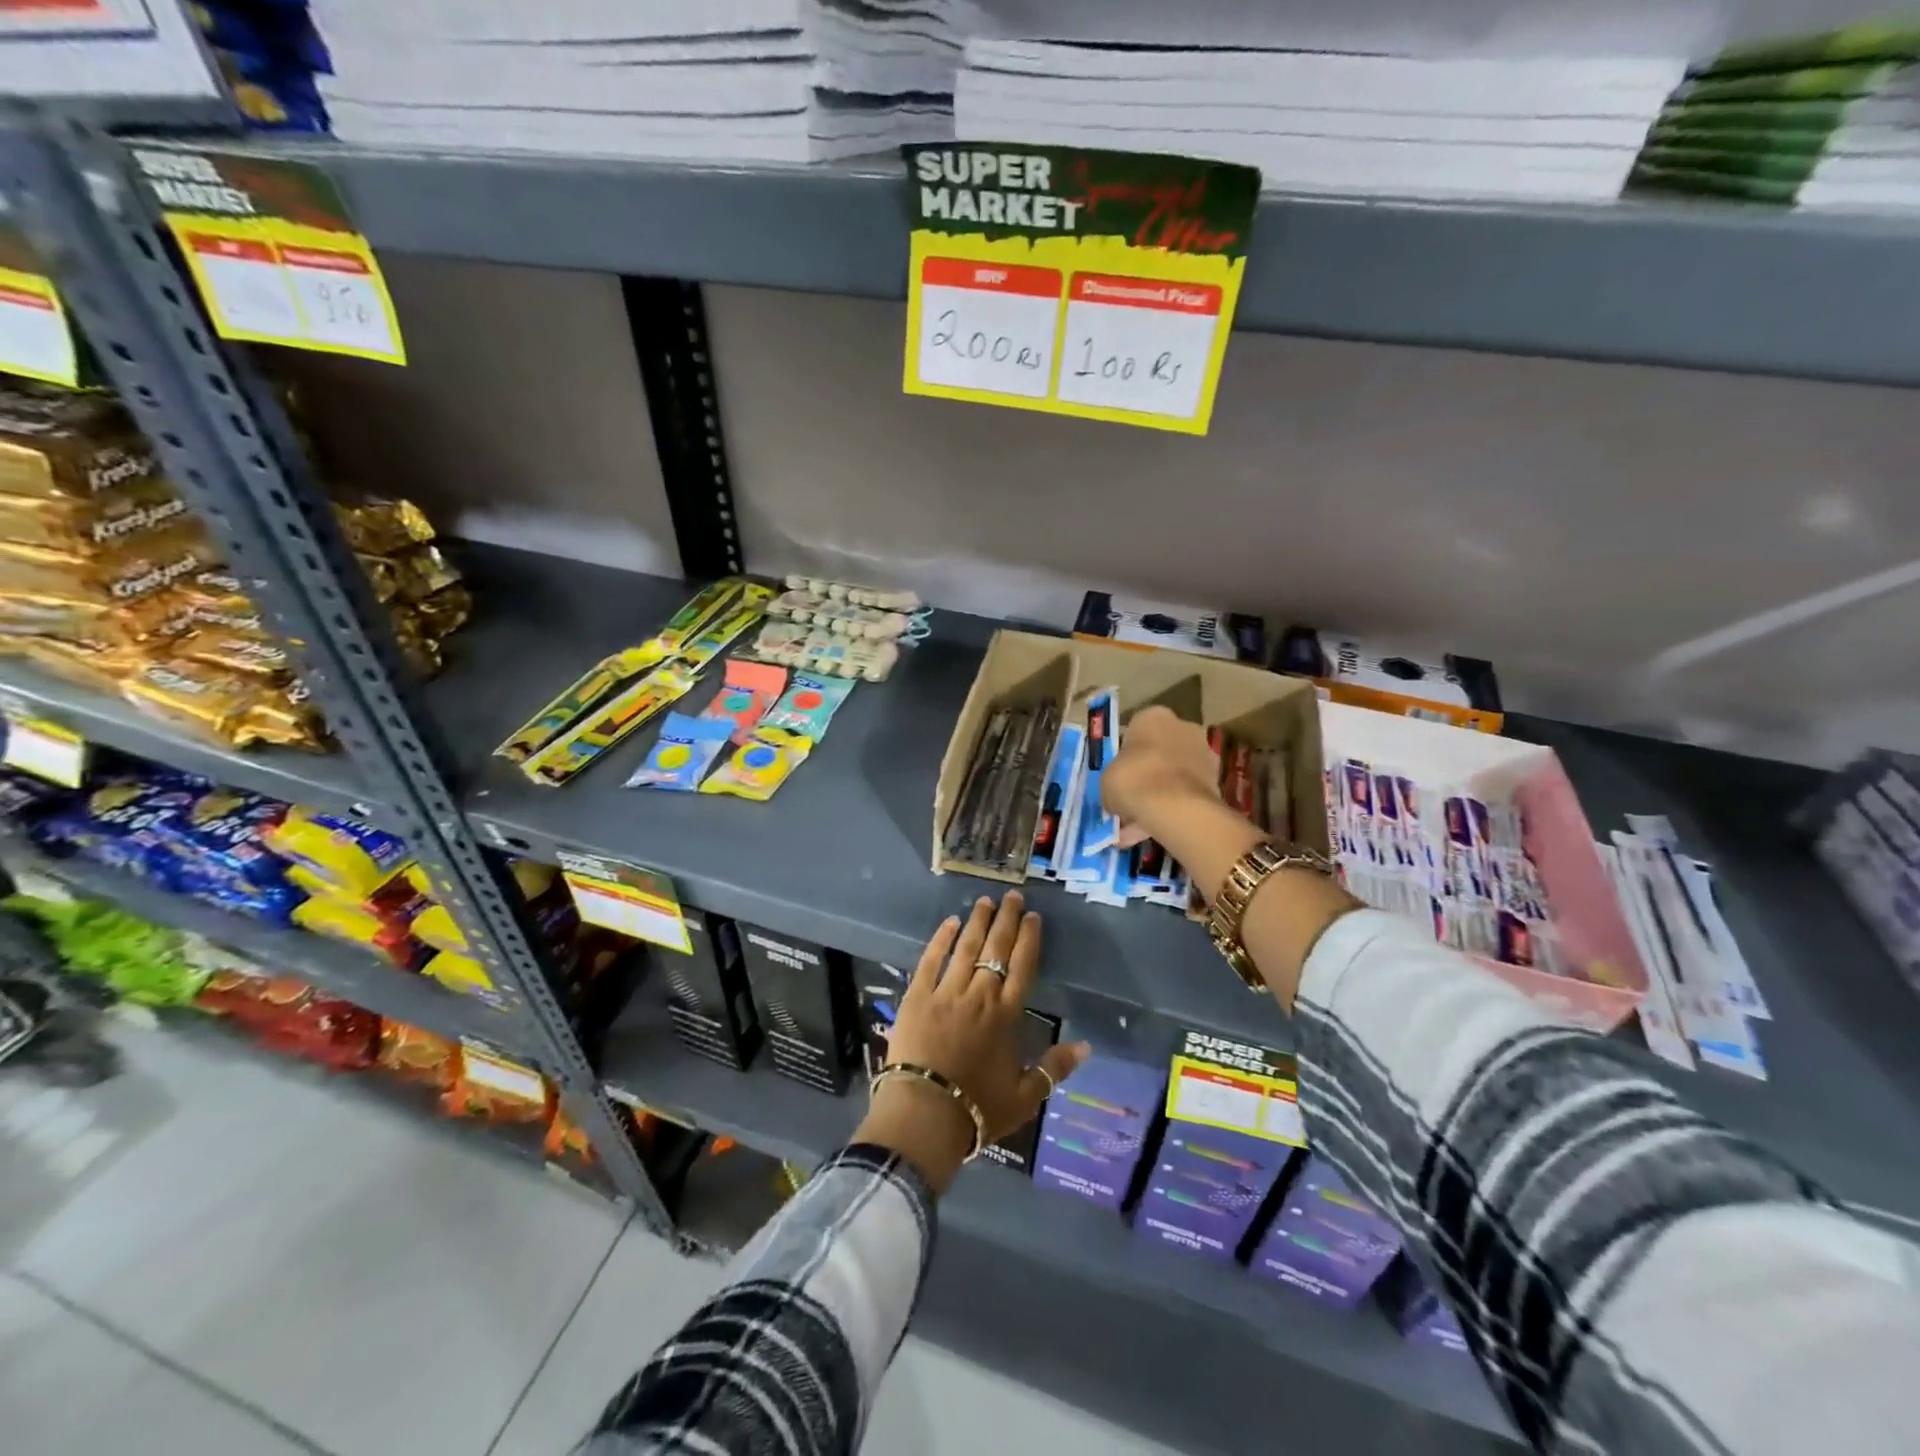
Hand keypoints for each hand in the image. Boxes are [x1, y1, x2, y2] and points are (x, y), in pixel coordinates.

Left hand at [858, 892, 1088, 1192]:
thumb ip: (1054, 1068)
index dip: (1029, 939)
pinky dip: (941, 940)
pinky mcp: (917, 997)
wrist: (924, 1114)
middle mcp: (979, 995)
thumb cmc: (977, 1109)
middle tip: (1012, 895)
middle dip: (1006, 920)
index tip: (1034, 916)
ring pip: (965, 948)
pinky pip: (930, 960)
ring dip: (976, 922)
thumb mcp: (1025, 1097)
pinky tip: (948, 923)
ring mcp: (946, 992)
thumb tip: (1086, 1046)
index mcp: (1005, 1015)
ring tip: (985, 901)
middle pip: (996, 949)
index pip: (1022, 967)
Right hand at [1102, 705, 1221, 848]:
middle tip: (1130, 798)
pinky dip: (1173, 809)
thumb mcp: (1106, 780)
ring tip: (1139, 824)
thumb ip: (1113, 781)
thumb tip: (1116, 795)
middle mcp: (1183, 727)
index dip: (1125, 755)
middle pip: (1159, 751)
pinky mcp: (1216, 781)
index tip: (1119, 775)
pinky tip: (1155, 830)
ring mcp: (1204, 753)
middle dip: (1147, 774)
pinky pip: (1186, 793)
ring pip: (1174, 775)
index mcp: (1153, 716)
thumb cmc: (1133, 780)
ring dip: (1160, 794)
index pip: (1136, 730)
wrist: (1176, 807)